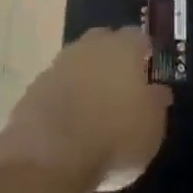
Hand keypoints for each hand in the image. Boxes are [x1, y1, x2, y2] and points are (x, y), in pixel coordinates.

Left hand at [0, 26, 171, 190]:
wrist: (50, 155)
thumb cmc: (115, 136)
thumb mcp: (153, 127)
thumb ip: (156, 102)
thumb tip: (158, 90)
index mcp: (124, 47)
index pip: (139, 38)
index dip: (145, 55)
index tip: (150, 75)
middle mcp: (90, 46)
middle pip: (105, 43)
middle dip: (113, 60)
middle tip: (123, 89)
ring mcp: (58, 64)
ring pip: (79, 63)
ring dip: (87, 79)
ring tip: (96, 109)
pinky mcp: (34, 88)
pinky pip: (58, 87)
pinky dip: (66, 99)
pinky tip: (71, 123)